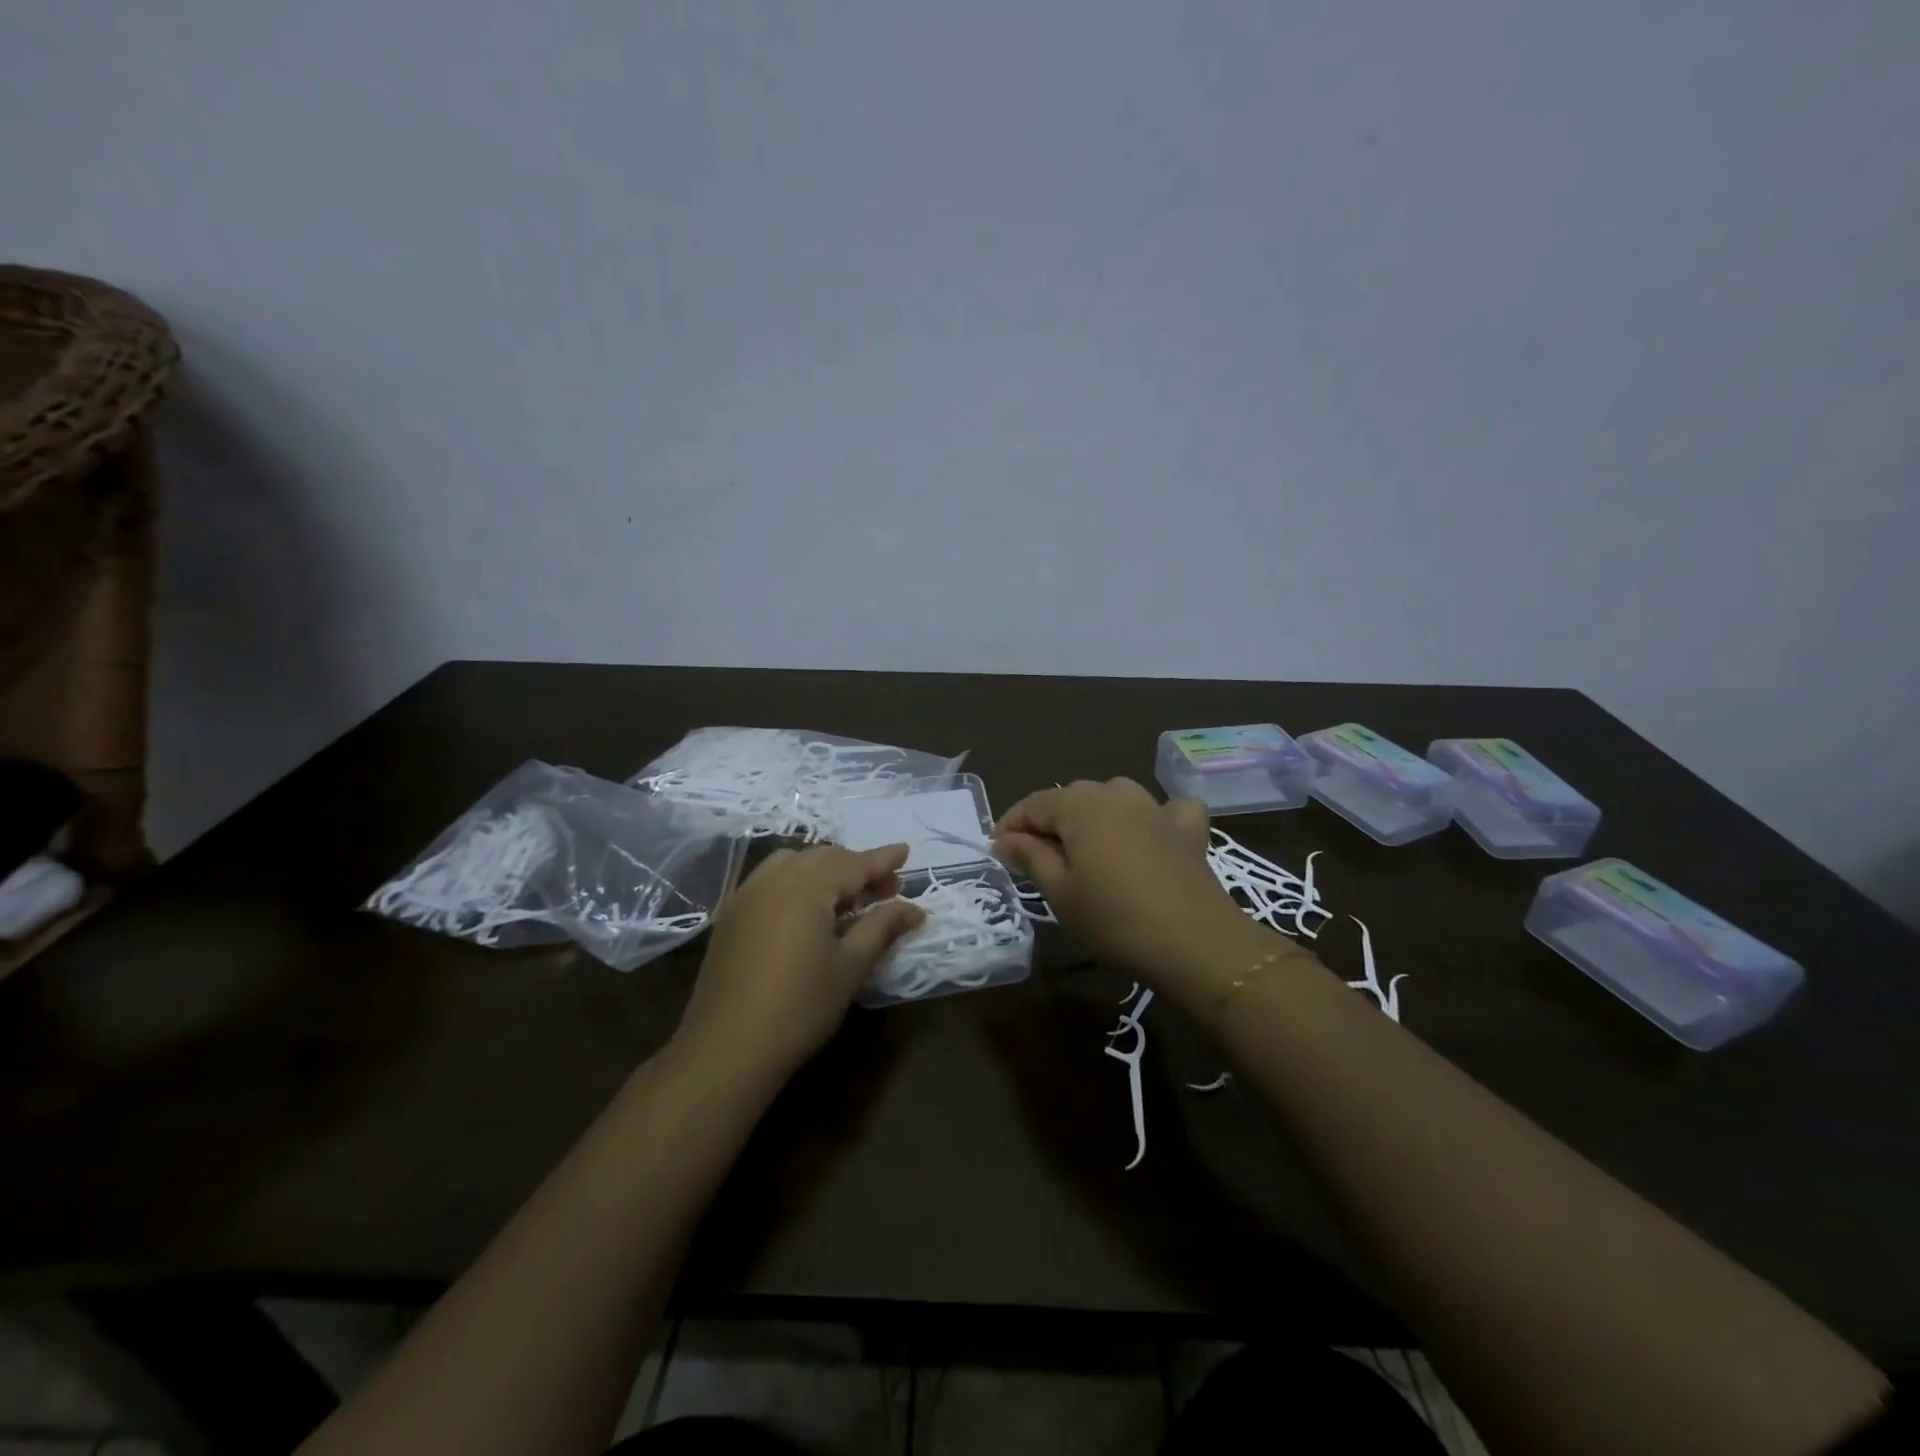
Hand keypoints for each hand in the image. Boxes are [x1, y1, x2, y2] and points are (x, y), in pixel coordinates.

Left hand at [675, 844, 923, 1085]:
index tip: (906, 851)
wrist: (727, 1048)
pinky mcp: (732, 915)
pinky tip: (809, 908)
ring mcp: (747, 895)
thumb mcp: (851, 966)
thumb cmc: (800, 1007)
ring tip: (847, 897)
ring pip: (794, 863)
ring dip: (825, 869)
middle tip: (886, 889)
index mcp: (807, 888)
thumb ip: (882, 927)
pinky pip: (771, 878)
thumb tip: (914, 908)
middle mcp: (774, 880)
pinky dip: (797, 879)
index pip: (853, 863)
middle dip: (856, 866)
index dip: (882, 859)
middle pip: (823, 858)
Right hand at [994, 778, 1253, 992]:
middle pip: (1072, 798)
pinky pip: (1165, 810)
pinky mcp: (1188, 830)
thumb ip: (1029, 856)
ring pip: (1114, 797)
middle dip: (1049, 822)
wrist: (1194, 943)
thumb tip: (1004, 839)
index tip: (997, 851)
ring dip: (1094, 816)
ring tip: (1086, 849)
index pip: (1034, 803)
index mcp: (1080, 805)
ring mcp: (1156, 808)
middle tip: (1035, 859)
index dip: (1011, 825)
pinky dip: (1153, 818)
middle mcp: (1117, 794)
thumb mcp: (1060, 892)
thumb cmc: (1113, 919)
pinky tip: (1151, 835)